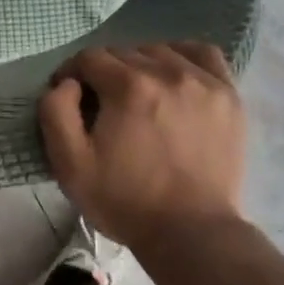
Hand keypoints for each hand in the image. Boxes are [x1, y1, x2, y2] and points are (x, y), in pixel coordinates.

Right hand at [38, 43, 245, 249]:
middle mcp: (168, 72)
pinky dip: (184, 57)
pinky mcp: (228, 96)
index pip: (89, 57)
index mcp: (128, 86)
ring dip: (141, 65)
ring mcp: (204, 81)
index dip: (73, 74)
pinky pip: (203, 54)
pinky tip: (175, 76)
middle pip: (124, 52)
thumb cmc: (125, 200)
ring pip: (160, 51)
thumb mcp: (70, 164)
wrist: (192, 233)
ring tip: (138, 95)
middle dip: (105, 73)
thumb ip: (56, 111)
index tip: (71, 97)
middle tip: (103, 105)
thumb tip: (67, 82)